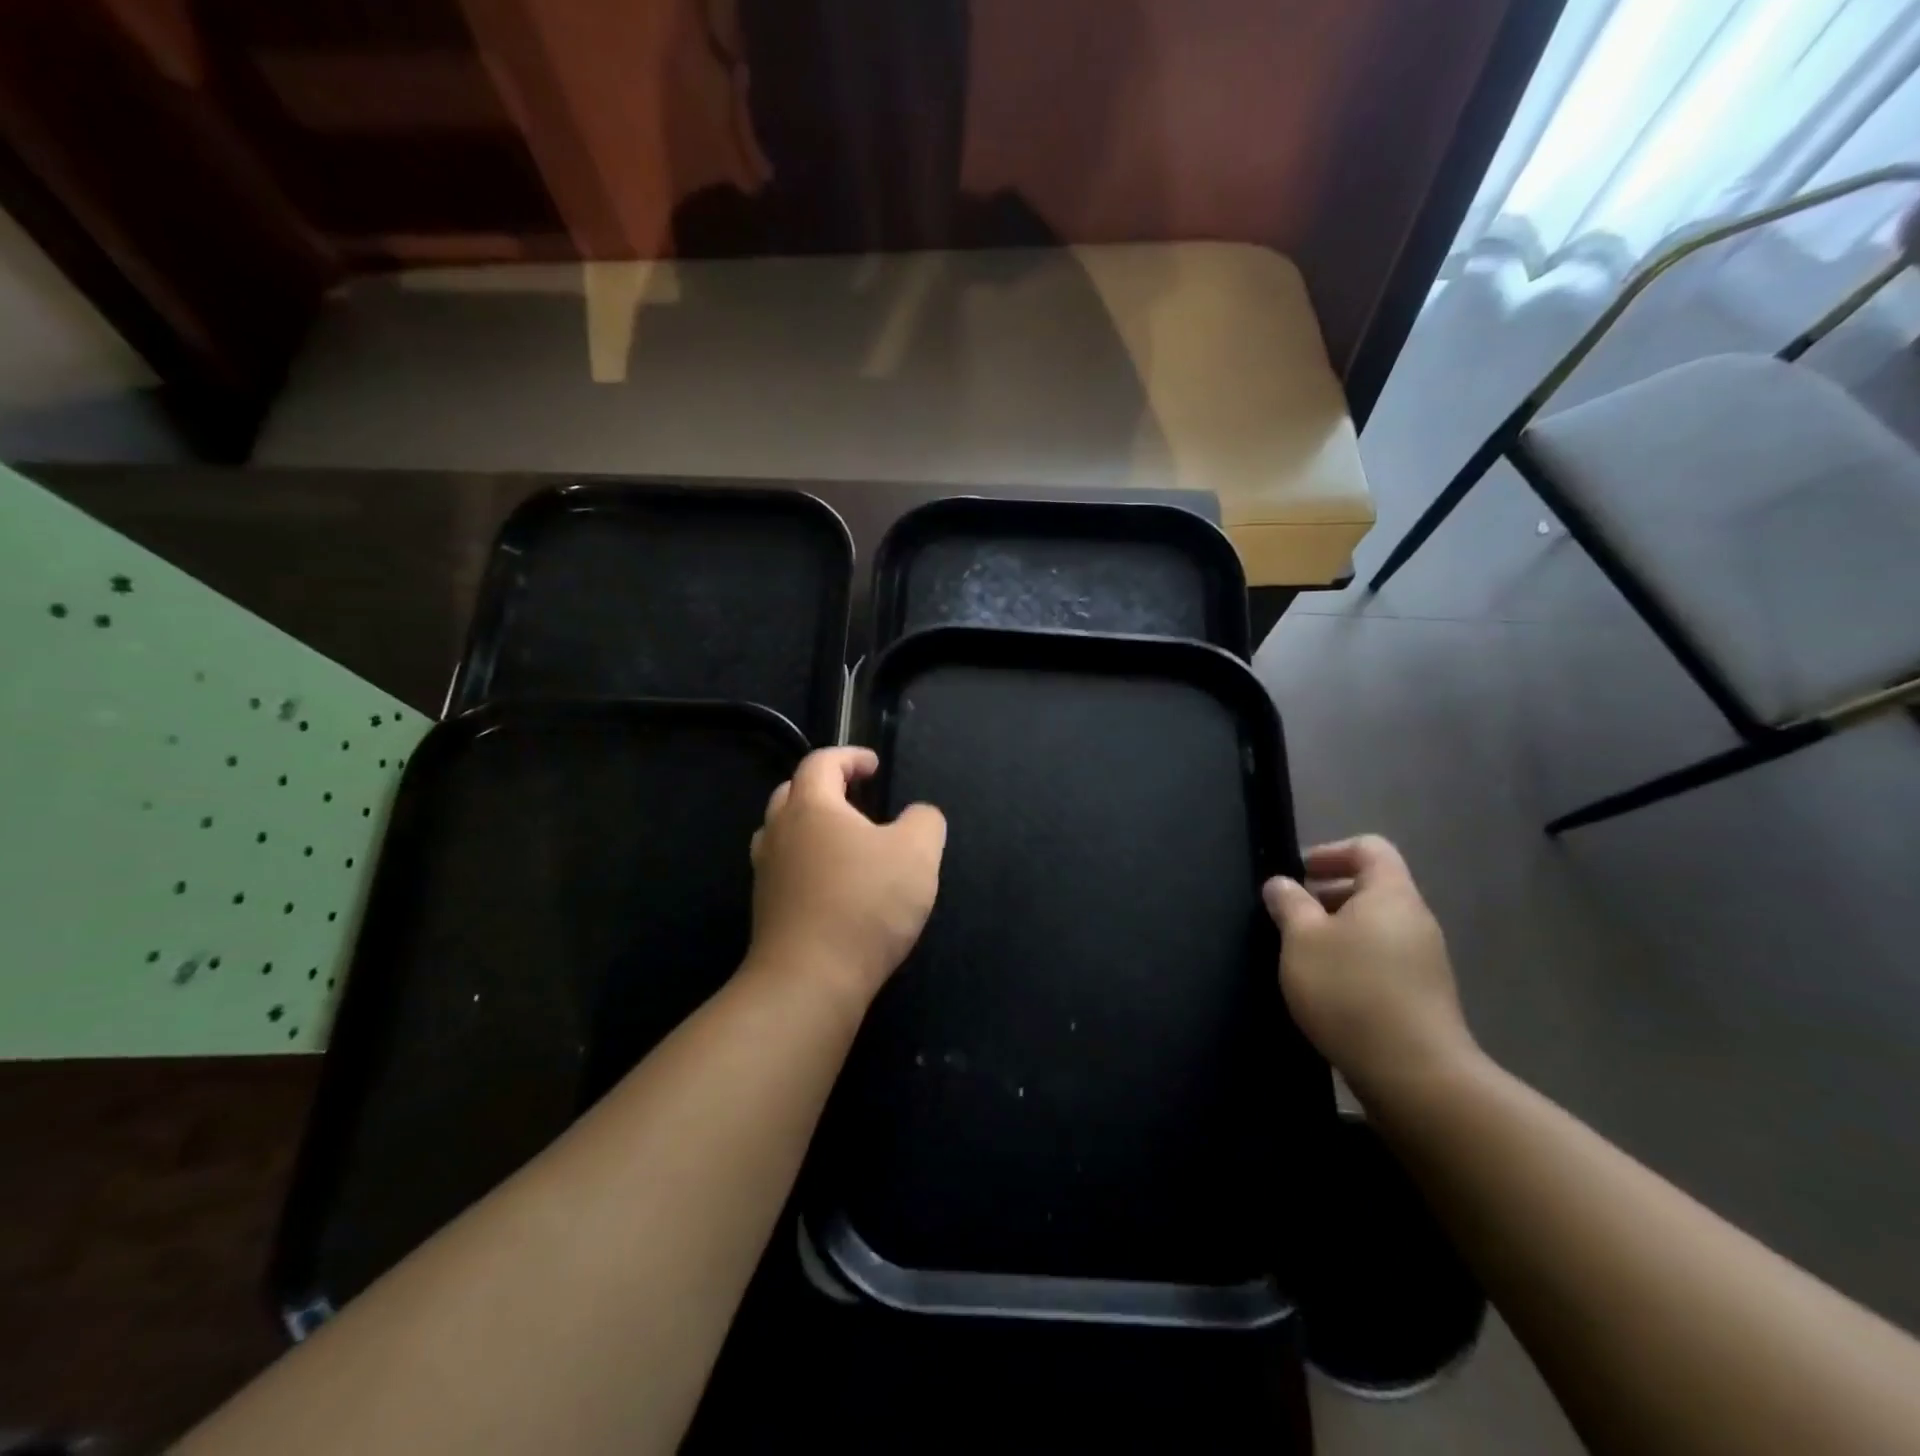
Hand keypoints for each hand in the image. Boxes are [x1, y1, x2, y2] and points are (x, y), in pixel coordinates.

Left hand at [747, 747, 946, 1003]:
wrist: (810, 981)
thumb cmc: (864, 904)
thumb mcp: (917, 854)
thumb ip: (925, 822)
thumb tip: (919, 816)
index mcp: (811, 807)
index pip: (821, 762)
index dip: (849, 757)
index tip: (874, 766)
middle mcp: (779, 833)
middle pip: (792, 793)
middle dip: (824, 787)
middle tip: (855, 798)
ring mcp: (766, 873)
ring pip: (782, 833)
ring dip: (809, 826)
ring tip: (843, 840)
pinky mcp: (766, 910)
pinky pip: (785, 870)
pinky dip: (807, 863)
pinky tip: (834, 884)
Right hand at [1262, 836, 1477, 1103]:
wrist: (1415, 1074)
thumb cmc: (1350, 991)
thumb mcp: (1302, 940)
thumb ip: (1289, 904)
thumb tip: (1281, 883)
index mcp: (1391, 894)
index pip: (1369, 848)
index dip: (1331, 852)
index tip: (1298, 874)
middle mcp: (1415, 920)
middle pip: (1373, 887)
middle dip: (1328, 894)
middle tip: (1291, 915)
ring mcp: (1424, 959)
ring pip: (1376, 926)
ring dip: (1337, 930)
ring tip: (1302, 955)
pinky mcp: (1423, 995)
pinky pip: (1383, 958)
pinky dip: (1353, 959)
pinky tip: (1327, 989)